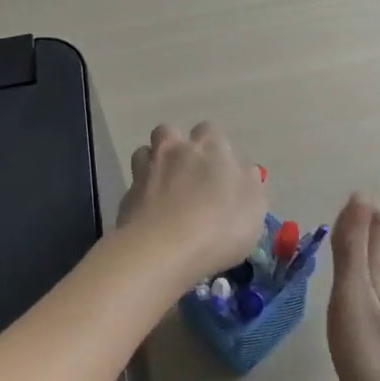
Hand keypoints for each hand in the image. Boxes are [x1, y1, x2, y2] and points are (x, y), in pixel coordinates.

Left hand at [120, 123, 268, 283]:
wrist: (162, 250)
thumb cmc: (219, 226)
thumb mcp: (254, 208)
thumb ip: (250, 185)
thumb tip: (245, 172)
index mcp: (209, 147)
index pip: (209, 131)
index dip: (214, 147)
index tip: (220, 169)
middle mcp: (174, 150)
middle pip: (168, 132)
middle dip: (175, 146)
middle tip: (187, 173)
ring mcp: (145, 171)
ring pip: (144, 153)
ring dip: (153, 164)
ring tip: (164, 189)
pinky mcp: (126, 196)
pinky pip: (134, 186)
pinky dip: (141, 195)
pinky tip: (151, 215)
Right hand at [328, 194, 379, 380]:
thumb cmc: (371, 353)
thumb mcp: (352, 295)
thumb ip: (354, 247)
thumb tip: (360, 197)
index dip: (363, 211)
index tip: (338, 209)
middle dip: (372, 223)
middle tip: (344, 221)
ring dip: (375, 247)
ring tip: (351, 244)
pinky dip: (375, 273)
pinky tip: (363, 290)